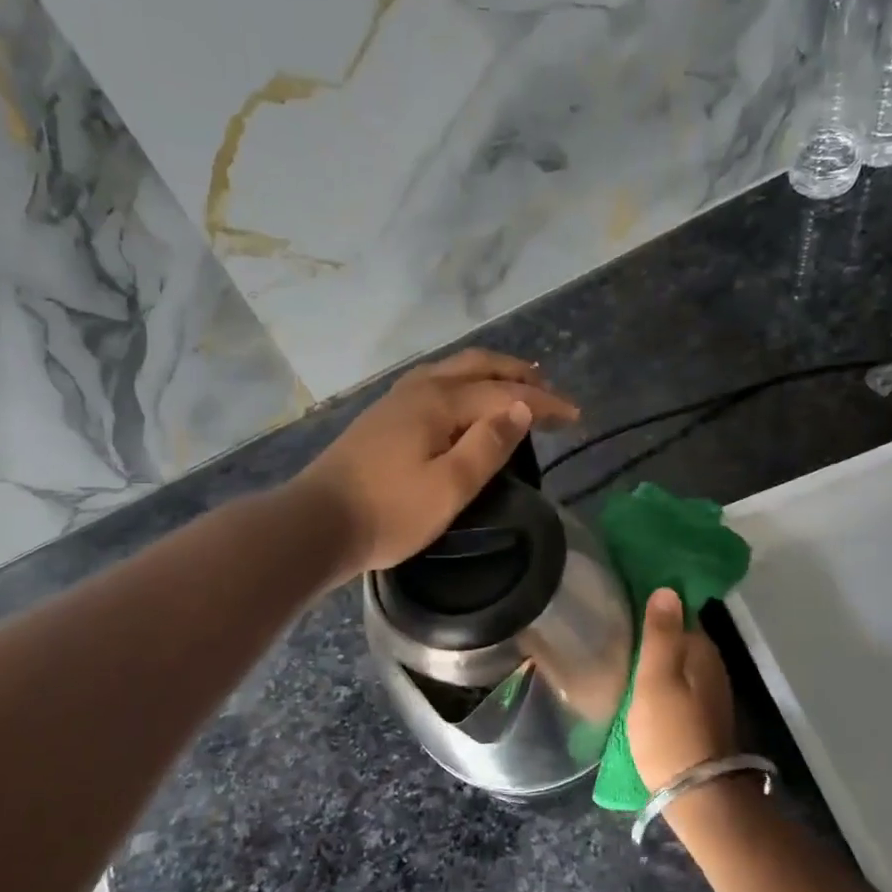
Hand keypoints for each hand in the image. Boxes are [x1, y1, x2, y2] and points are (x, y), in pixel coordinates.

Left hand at [296, 349, 578, 577]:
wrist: (315, 525)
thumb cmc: (388, 512)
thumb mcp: (449, 487)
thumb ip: (488, 445)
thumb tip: (520, 409)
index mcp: (438, 402)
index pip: (503, 393)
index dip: (543, 403)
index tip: (575, 415)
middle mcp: (418, 389)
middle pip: (476, 366)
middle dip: (516, 373)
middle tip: (548, 386)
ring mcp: (395, 401)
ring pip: (452, 370)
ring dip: (488, 373)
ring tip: (513, 384)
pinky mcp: (382, 418)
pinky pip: (434, 383)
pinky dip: (463, 383)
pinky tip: (462, 401)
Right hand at [626, 588, 736, 789]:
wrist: (697, 795)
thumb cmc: (670, 732)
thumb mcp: (655, 679)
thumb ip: (660, 634)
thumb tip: (667, 588)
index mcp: (701, 650)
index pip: (679, 611)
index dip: (654, 604)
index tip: (624, 600)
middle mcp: (712, 665)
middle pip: (680, 636)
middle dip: (654, 630)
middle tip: (615, 625)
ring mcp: (709, 692)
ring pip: (679, 661)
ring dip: (656, 655)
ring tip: (621, 651)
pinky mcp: (701, 715)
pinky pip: (679, 682)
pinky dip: (661, 678)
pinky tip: (639, 684)